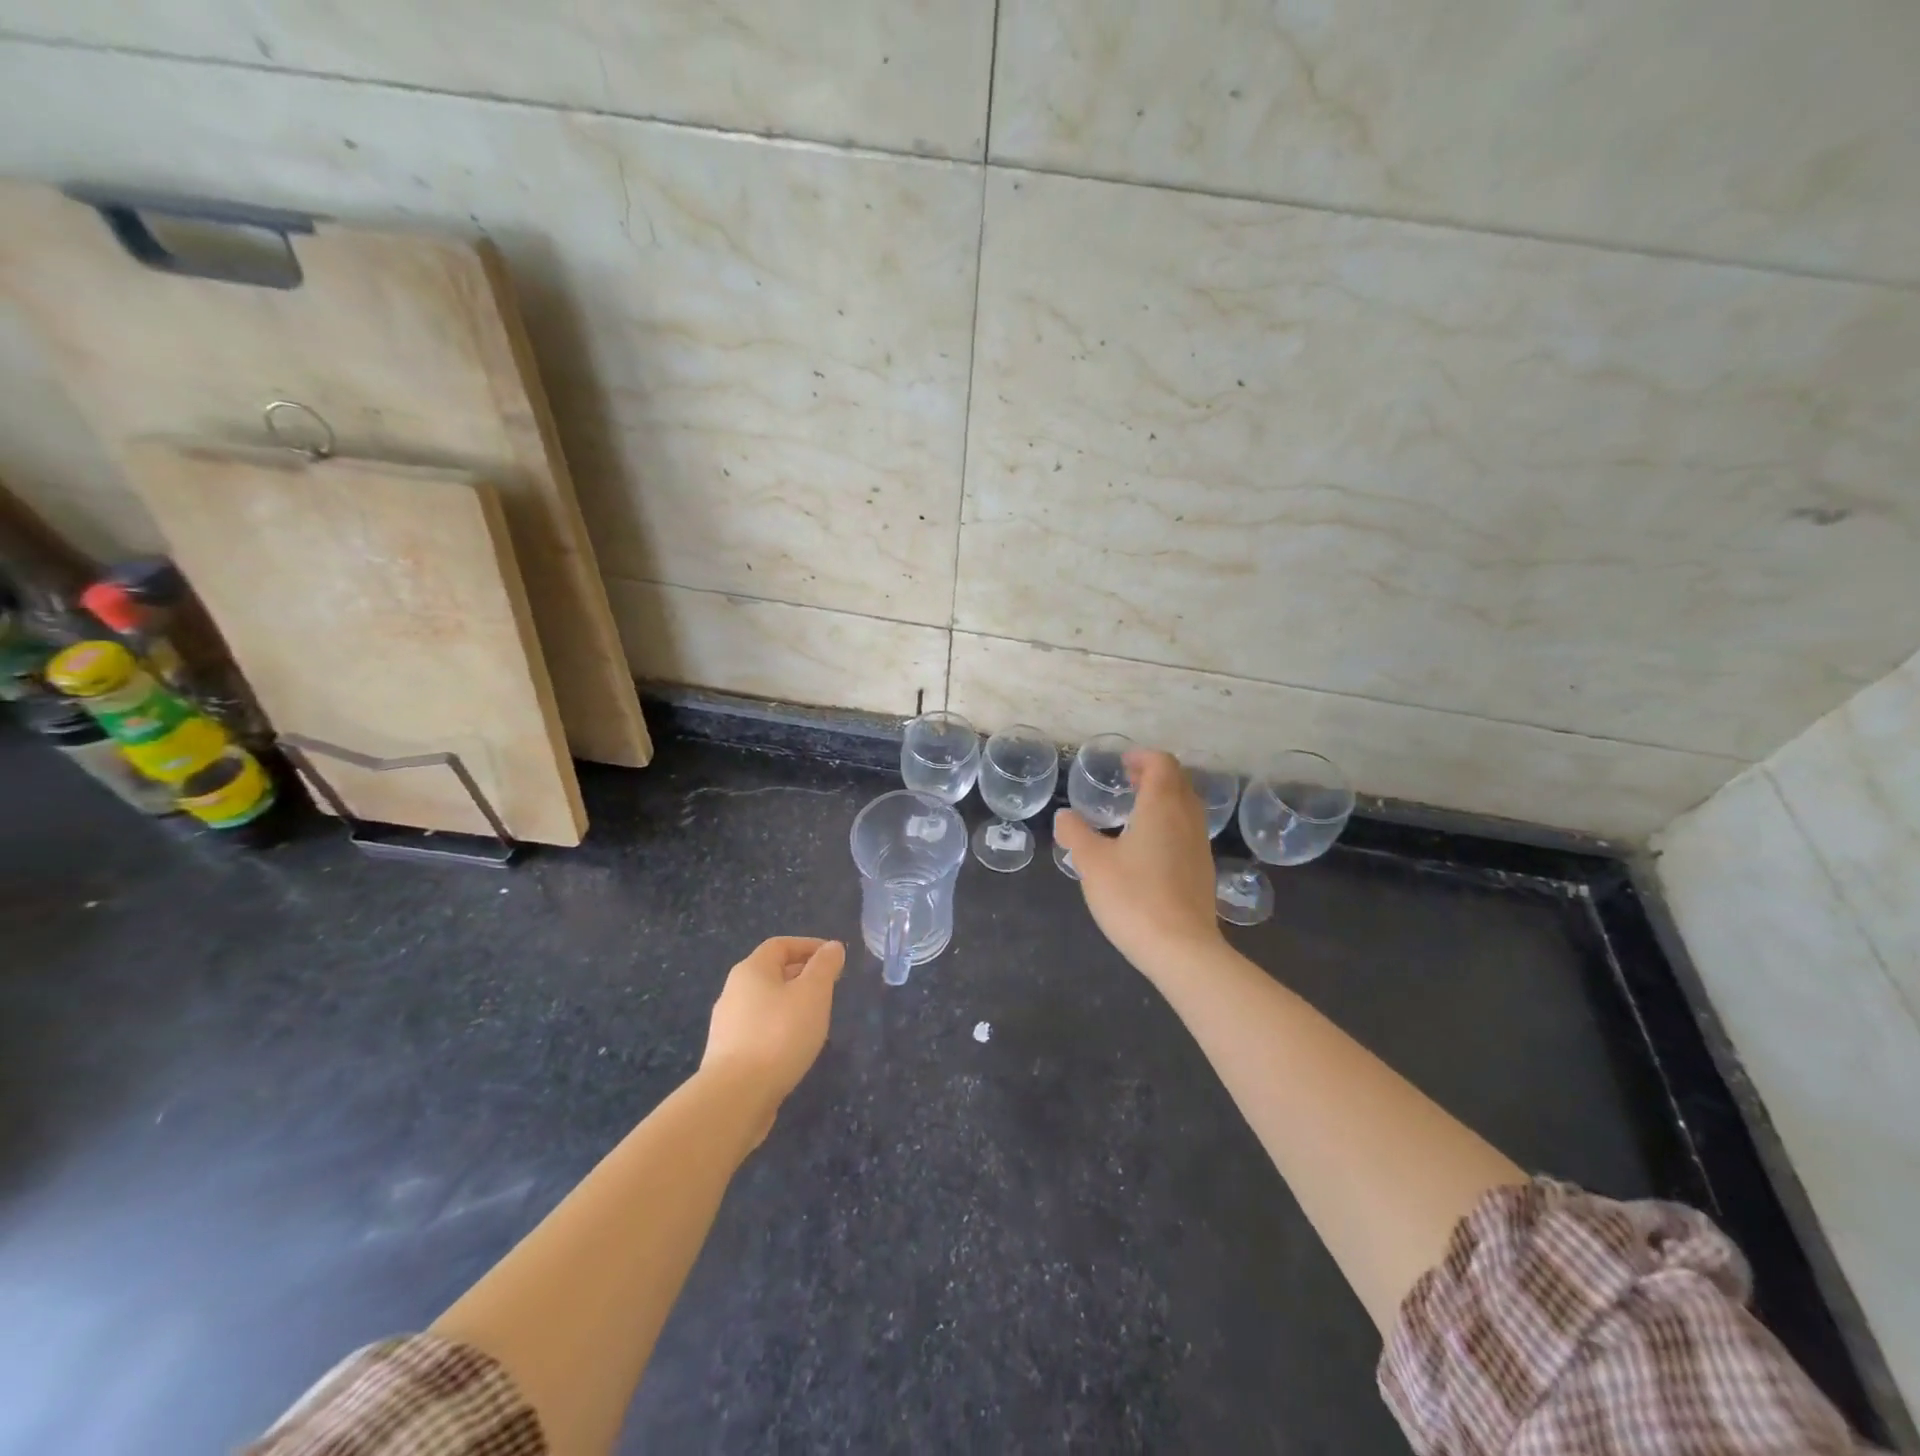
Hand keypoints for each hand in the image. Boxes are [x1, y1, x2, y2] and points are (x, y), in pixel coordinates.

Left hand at [701, 937, 843, 1129]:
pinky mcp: (727, 1054)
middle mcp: (733, 991)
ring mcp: (726, 1025)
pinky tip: (794, 1046)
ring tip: (816, 1018)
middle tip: (829, 987)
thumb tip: (832, 947)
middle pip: (771, 972)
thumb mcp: (813, 993)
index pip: (780, 945)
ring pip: (765, 1003)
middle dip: (801, 975)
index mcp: (751, 970)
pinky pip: (758, 1029)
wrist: (735, 1096)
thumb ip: (825, 966)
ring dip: (791, 1003)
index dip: (808, 946)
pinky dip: (779, 1028)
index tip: (833, 958)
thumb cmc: (779, 1034)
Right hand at [1054, 749, 1224, 975]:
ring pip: (1186, 807)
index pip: (1162, 764)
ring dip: (1164, 799)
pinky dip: (1170, 823)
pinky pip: (1188, 831)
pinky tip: (1148, 847)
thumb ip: (1076, 834)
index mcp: (1162, 806)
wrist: (1181, 949)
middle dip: (1154, 775)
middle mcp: (1187, 819)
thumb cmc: (1133, 897)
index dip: (1142, 757)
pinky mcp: (1203, 871)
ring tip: (1135, 811)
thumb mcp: (1092, 863)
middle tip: (1127, 781)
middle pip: (1178, 781)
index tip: (1122, 763)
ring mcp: (1200, 846)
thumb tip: (1065, 816)